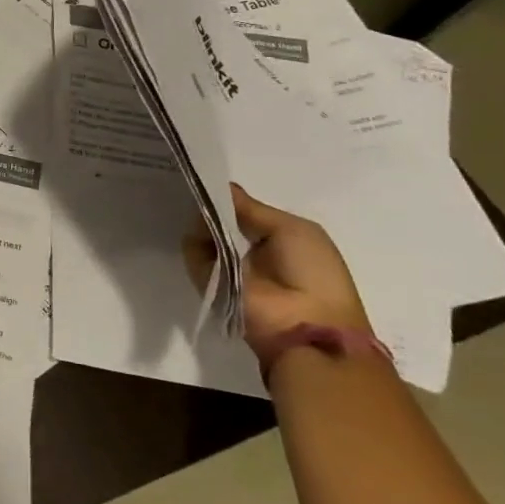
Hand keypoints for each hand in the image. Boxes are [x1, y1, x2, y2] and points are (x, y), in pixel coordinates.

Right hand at [183, 185, 370, 345]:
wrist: (303, 324)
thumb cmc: (311, 271)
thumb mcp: (290, 229)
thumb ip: (251, 208)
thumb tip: (221, 186)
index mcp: (275, 237)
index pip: (242, 210)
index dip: (228, 197)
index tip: (209, 179)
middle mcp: (247, 249)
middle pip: (218, 219)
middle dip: (211, 205)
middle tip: (199, 190)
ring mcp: (224, 265)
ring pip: (201, 232)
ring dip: (203, 222)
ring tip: (204, 216)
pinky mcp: (206, 279)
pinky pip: (193, 251)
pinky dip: (195, 242)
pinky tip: (203, 234)